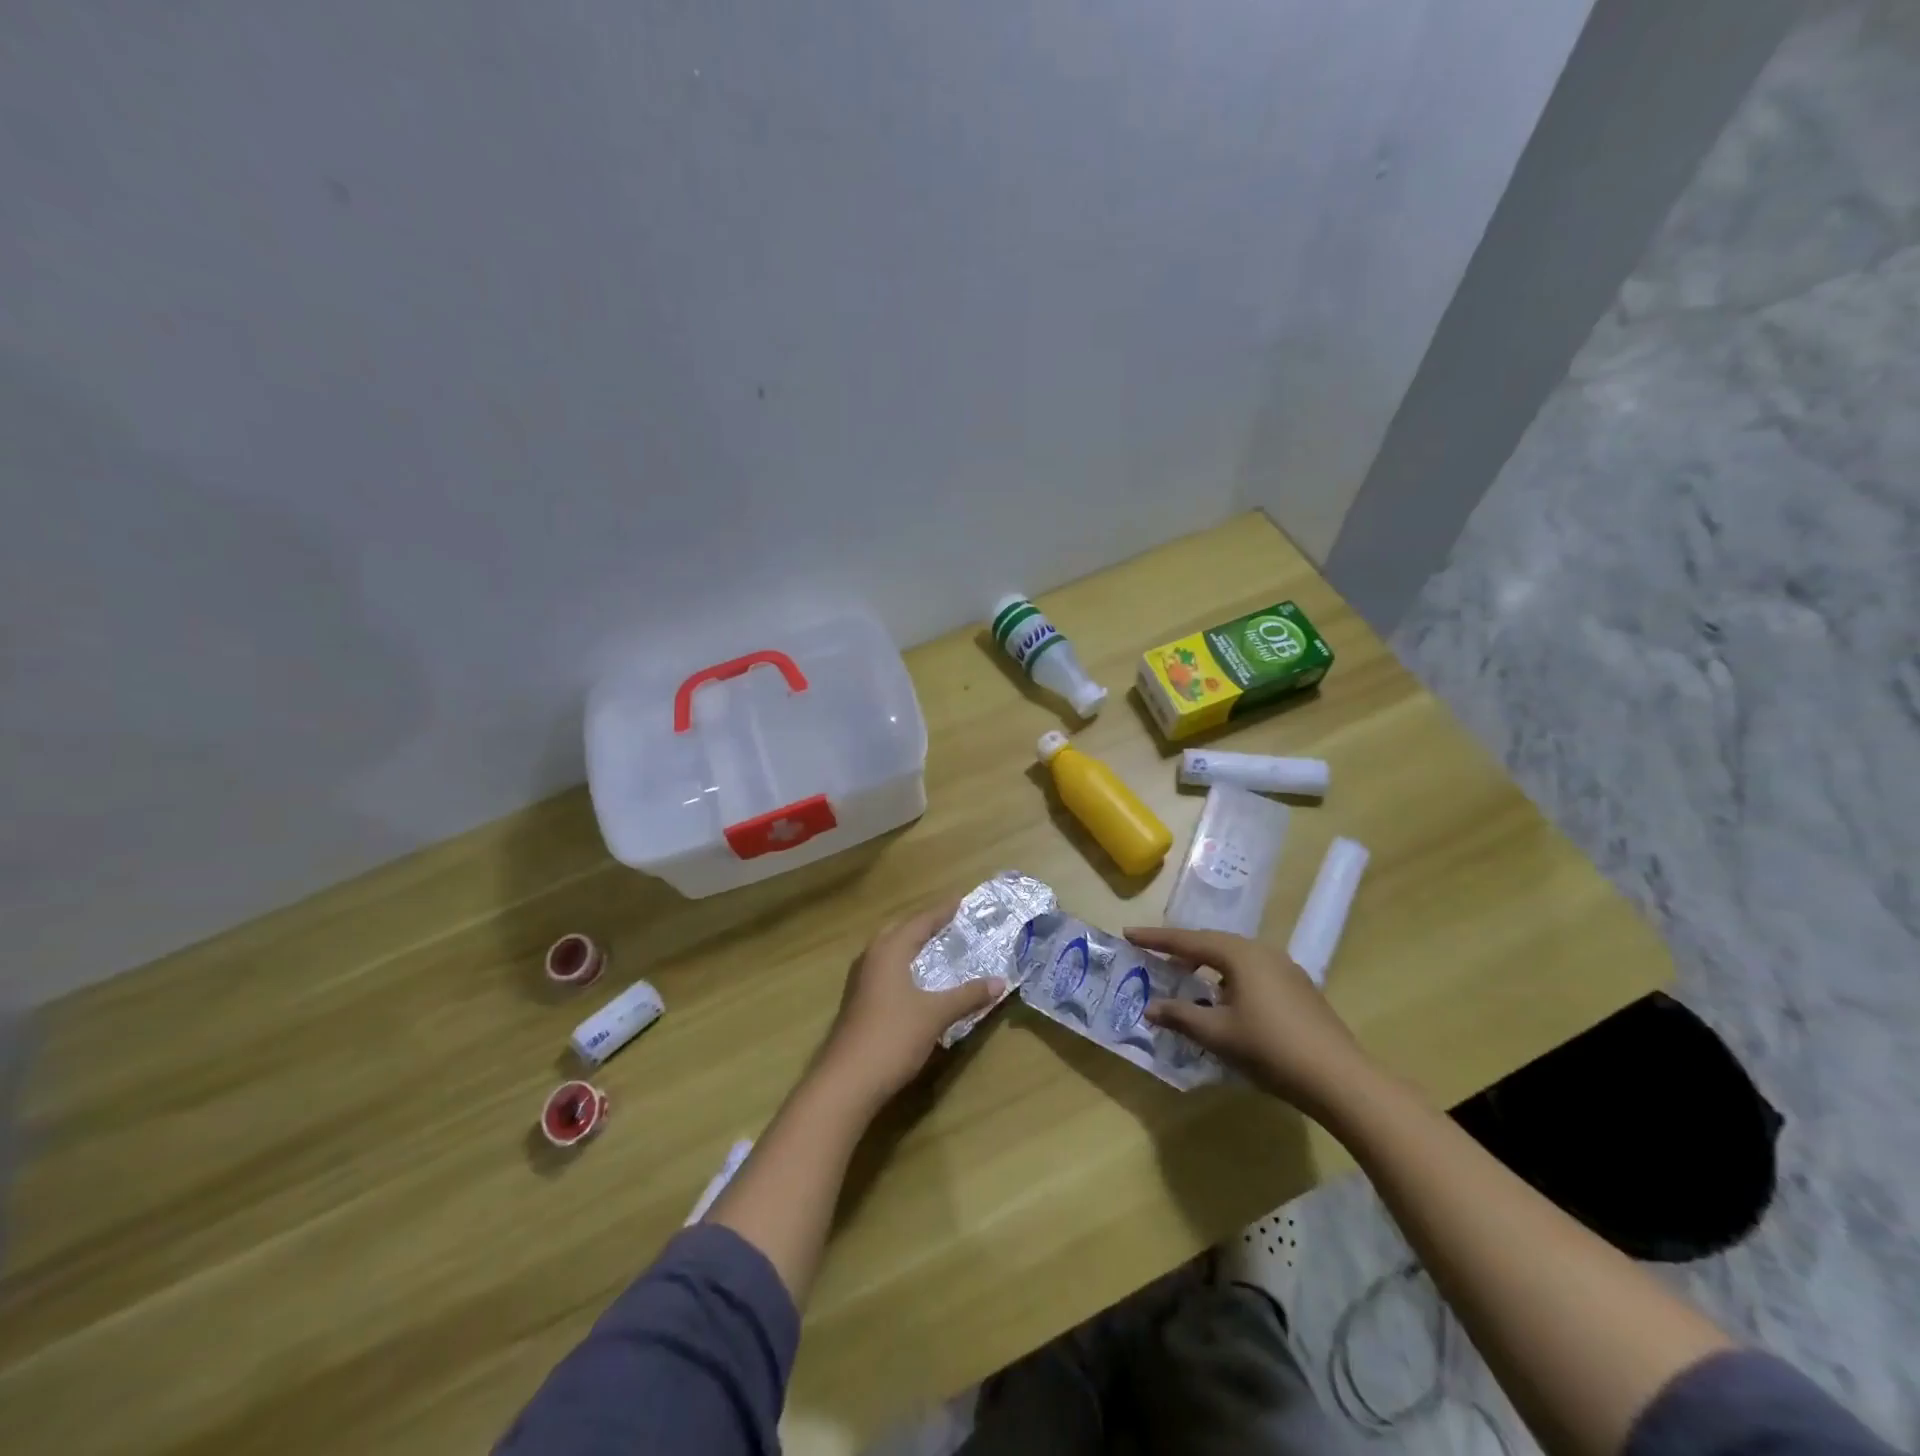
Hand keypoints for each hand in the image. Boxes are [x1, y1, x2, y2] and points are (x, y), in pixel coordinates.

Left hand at [815, 900, 1005, 1106]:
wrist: (847, 1081)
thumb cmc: (893, 1037)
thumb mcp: (936, 1014)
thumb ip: (968, 995)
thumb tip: (1000, 981)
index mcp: (889, 950)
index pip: (920, 921)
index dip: (942, 911)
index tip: (960, 899)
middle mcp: (871, 958)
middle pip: (899, 930)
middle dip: (924, 923)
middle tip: (948, 919)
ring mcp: (860, 981)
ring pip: (888, 950)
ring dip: (911, 944)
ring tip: (933, 944)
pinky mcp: (858, 1002)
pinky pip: (884, 969)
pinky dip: (903, 964)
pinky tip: (915, 979)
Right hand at [1127, 926, 1371, 1116]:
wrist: (1340, 1079)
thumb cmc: (1271, 1049)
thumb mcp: (1218, 1034)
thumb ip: (1181, 1016)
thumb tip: (1150, 1007)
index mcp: (1240, 954)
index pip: (1188, 941)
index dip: (1155, 939)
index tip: (1128, 934)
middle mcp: (1262, 952)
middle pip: (1212, 943)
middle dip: (1181, 950)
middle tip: (1153, 957)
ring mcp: (1285, 969)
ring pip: (1234, 958)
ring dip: (1206, 965)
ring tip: (1185, 979)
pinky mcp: (1298, 989)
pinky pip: (1251, 972)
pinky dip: (1227, 978)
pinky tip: (1223, 1000)